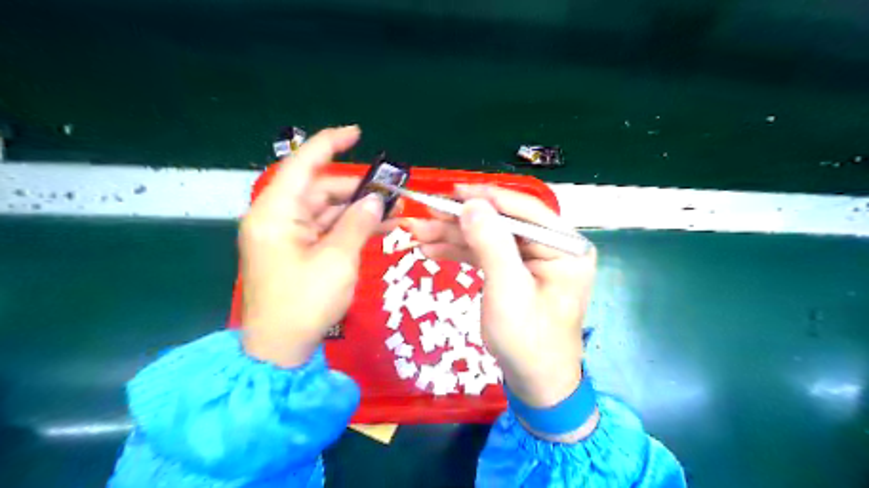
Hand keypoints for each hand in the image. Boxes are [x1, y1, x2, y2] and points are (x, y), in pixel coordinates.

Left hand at [237, 128, 398, 366]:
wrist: (281, 348)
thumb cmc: (305, 303)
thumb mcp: (337, 260)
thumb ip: (358, 223)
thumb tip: (376, 200)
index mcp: (275, 213)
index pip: (302, 165)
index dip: (330, 144)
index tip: (358, 134)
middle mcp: (278, 217)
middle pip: (321, 190)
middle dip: (358, 190)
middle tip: (393, 193)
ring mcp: (288, 235)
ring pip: (327, 210)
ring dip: (359, 210)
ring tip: (395, 213)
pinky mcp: (298, 250)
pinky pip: (327, 229)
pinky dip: (350, 228)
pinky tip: (379, 228)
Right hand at [402, 185, 597, 409]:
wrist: (534, 382)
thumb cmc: (528, 339)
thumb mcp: (508, 290)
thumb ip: (491, 243)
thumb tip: (471, 204)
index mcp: (565, 246)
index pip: (524, 211)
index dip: (487, 198)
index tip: (452, 191)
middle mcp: (552, 247)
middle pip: (501, 223)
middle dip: (460, 221)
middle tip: (424, 214)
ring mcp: (532, 260)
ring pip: (489, 238)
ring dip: (453, 236)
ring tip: (418, 232)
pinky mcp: (516, 272)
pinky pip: (487, 254)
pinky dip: (460, 252)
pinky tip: (432, 249)